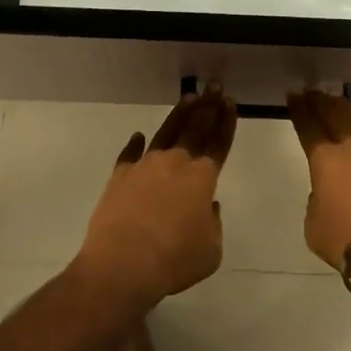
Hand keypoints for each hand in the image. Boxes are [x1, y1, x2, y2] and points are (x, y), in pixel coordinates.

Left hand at [77, 87, 236, 307]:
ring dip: (179, 115)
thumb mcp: (210, 250)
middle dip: (208, 106)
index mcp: (202, 177)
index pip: (219, 142)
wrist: (122, 265)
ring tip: (189, 98)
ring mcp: (145, 166)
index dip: (226, 122)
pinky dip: (134, 144)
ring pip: (166, 132)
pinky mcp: (120, 176)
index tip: (230, 102)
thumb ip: (213, 223)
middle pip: (195, 127)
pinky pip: (129, 154)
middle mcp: (175, 163)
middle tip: (214, 86)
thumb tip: (206, 207)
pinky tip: (137, 136)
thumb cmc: (174, 260)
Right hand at [286, 90, 350, 288]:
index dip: (299, 110)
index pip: (308, 127)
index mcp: (325, 161)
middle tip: (312, 91)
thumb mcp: (314, 227)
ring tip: (336, 98)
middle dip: (320, 101)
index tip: (293, 95)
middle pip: (333, 116)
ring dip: (346, 108)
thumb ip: (316, 203)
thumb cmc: (348, 241)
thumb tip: (327, 194)